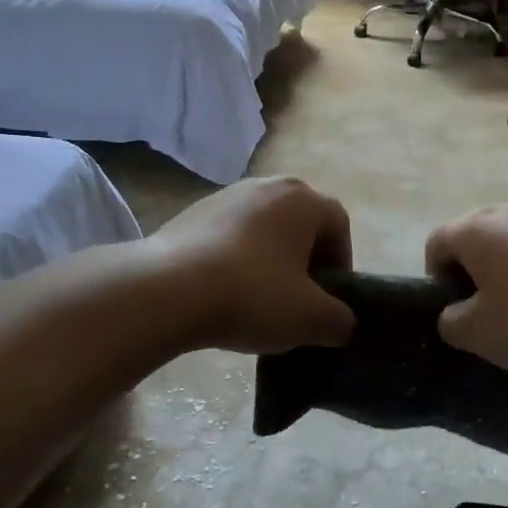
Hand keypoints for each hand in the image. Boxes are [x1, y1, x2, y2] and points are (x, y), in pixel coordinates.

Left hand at [148, 177, 355, 353]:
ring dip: (268, 259)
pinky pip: (229, 235)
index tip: (327, 301)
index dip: (340, 264)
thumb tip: (340, 321)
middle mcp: (268, 185)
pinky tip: (222, 291)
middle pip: (300, 224)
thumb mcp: (311, 319)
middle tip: (296, 299)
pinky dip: (235, 259)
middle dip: (304, 260)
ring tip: (255, 299)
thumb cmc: (252, 295)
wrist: (167, 290)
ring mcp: (227, 195)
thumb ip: (340, 320)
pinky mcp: (192, 211)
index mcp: (304, 200)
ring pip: (263, 228)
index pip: (338, 226)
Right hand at [425, 203, 507, 373]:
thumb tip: (452, 315)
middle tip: (490, 310)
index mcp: (473, 229)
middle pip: (475, 238)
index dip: (436, 278)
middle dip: (476, 272)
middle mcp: (506, 211)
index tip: (458, 309)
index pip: (435, 243)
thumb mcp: (480, 334)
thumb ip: (452, 324)